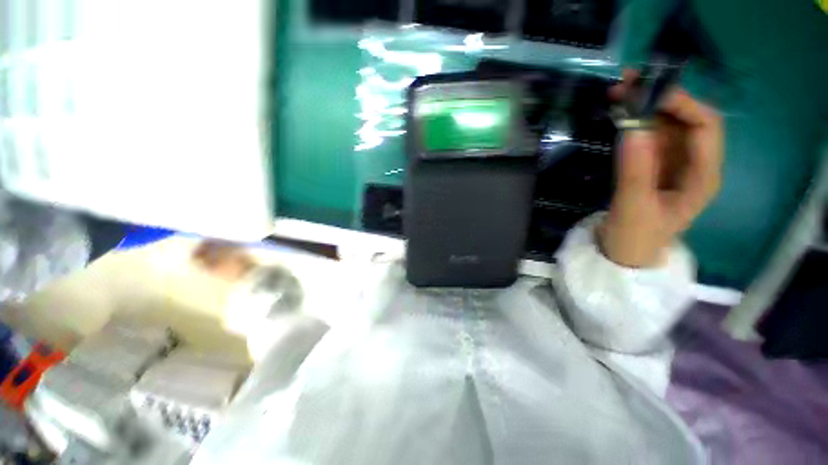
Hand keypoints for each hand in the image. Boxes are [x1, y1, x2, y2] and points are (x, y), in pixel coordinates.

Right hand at [600, 71, 722, 267]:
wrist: (624, 252)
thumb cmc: (634, 237)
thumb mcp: (633, 208)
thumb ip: (635, 173)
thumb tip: (633, 130)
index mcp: (702, 176)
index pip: (706, 127)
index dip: (682, 104)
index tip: (648, 94)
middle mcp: (694, 163)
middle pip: (687, 119)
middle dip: (661, 98)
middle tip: (628, 84)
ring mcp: (673, 163)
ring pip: (667, 123)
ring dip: (645, 106)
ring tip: (618, 94)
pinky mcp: (654, 165)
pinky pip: (649, 135)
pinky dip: (635, 121)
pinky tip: (618, 114)